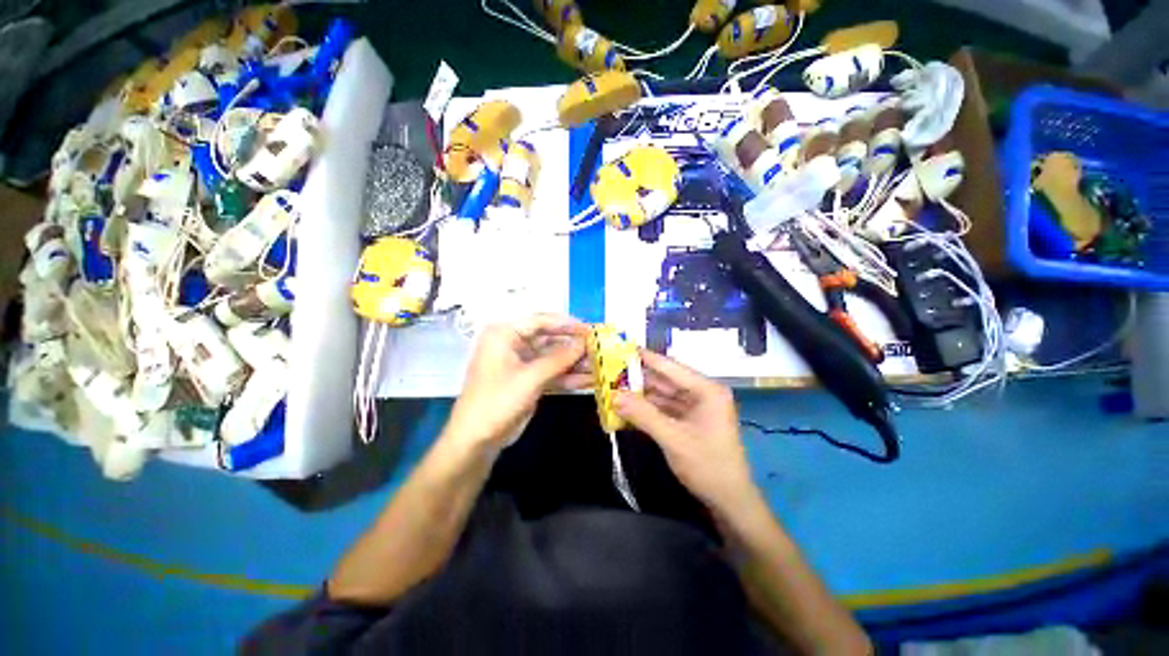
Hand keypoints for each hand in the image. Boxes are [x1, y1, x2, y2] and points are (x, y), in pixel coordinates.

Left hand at [443, 314, 589, 450]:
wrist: (477, 440)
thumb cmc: (497, 402)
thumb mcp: (530, 378)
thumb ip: (559, 358)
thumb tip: (583, 342)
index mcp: (505, 334)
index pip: (540, 321)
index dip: (567, 324)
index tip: (590, 329)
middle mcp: (513, 344)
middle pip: (549, 339)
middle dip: (573, 345)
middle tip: (599, 347)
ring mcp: (522, 363)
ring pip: (553, 357)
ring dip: (574, 362)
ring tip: (600, 365)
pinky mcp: (529, 380)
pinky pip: (552, 373)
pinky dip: (568, 376)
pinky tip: (589, 379)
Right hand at [614, 349, 755, 511]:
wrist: (730, 502)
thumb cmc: (708, 466)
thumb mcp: (673, 439)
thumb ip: (643, 415)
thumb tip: (614, 396)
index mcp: (706, 390)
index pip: (671, 367)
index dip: (646, 358)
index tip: (622, 348)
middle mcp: (701, 393)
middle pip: (665, 380)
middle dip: (638, 378)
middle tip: (610, 371)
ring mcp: (694, 408)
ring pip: (662, 395)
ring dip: (639, 394)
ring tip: (613, 388)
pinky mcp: (688, 421)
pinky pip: (663, 409)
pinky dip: (646, 410)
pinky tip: (626, 407)